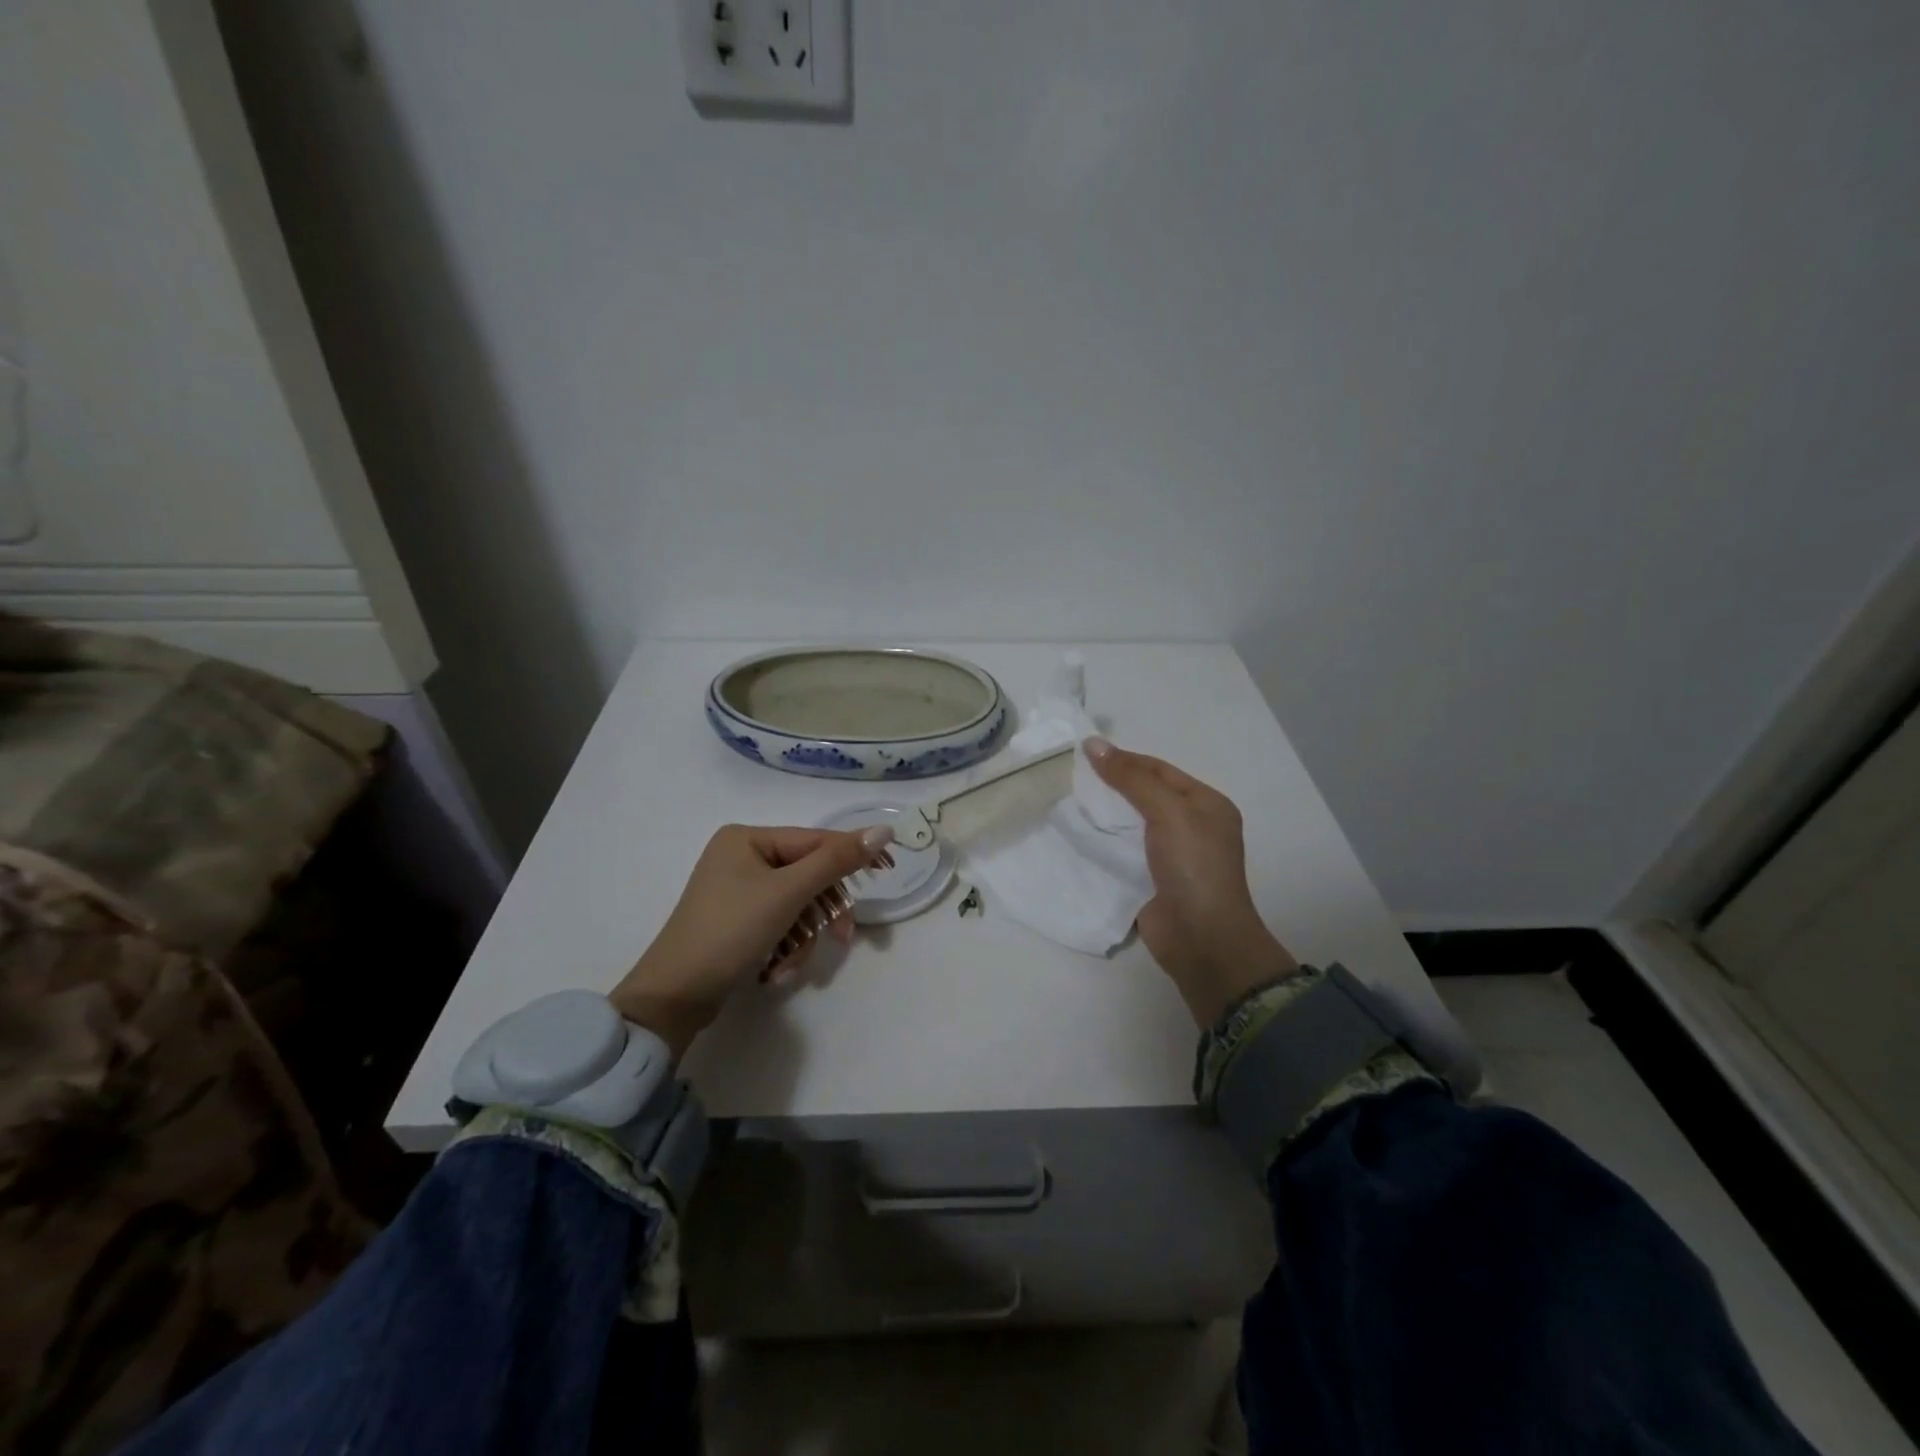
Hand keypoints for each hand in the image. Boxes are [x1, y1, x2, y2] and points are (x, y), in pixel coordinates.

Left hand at [610, 823, 892, 1059]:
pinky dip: (785, 947)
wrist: (673, 998)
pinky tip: (775, 970)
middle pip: (807, 876)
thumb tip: (883, 830)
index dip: (852, 856)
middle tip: (843, 939)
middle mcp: (742, 857)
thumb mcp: (788, 893)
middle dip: (822, 912)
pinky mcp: (736, 921)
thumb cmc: (730, 932)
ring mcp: (737, 890)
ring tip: (791, 964)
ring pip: (796, 905)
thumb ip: (836, 861)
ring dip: (802, 937)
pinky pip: (778, 923)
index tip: (889, 869)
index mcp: (748, 838)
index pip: (815, 841)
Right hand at [1085, 738, 1297, 1025]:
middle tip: (1069, 776)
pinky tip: (1073, 834)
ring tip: (1065, 800)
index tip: (1084, 753)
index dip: (1124, 759)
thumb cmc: (1194, 866)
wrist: (1202, 939)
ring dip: (1102, 815)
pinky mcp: (1149, 881)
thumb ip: (1131, 778)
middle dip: (1110, 786)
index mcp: (1206, 804)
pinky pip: (1121, 853)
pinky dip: (1100, 844)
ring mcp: (1170, 856)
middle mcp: (1191, 826)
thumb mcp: (1168, 812)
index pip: (1159, 770)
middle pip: (1144, 795)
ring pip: (1129, 825)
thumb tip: (1094, 745)